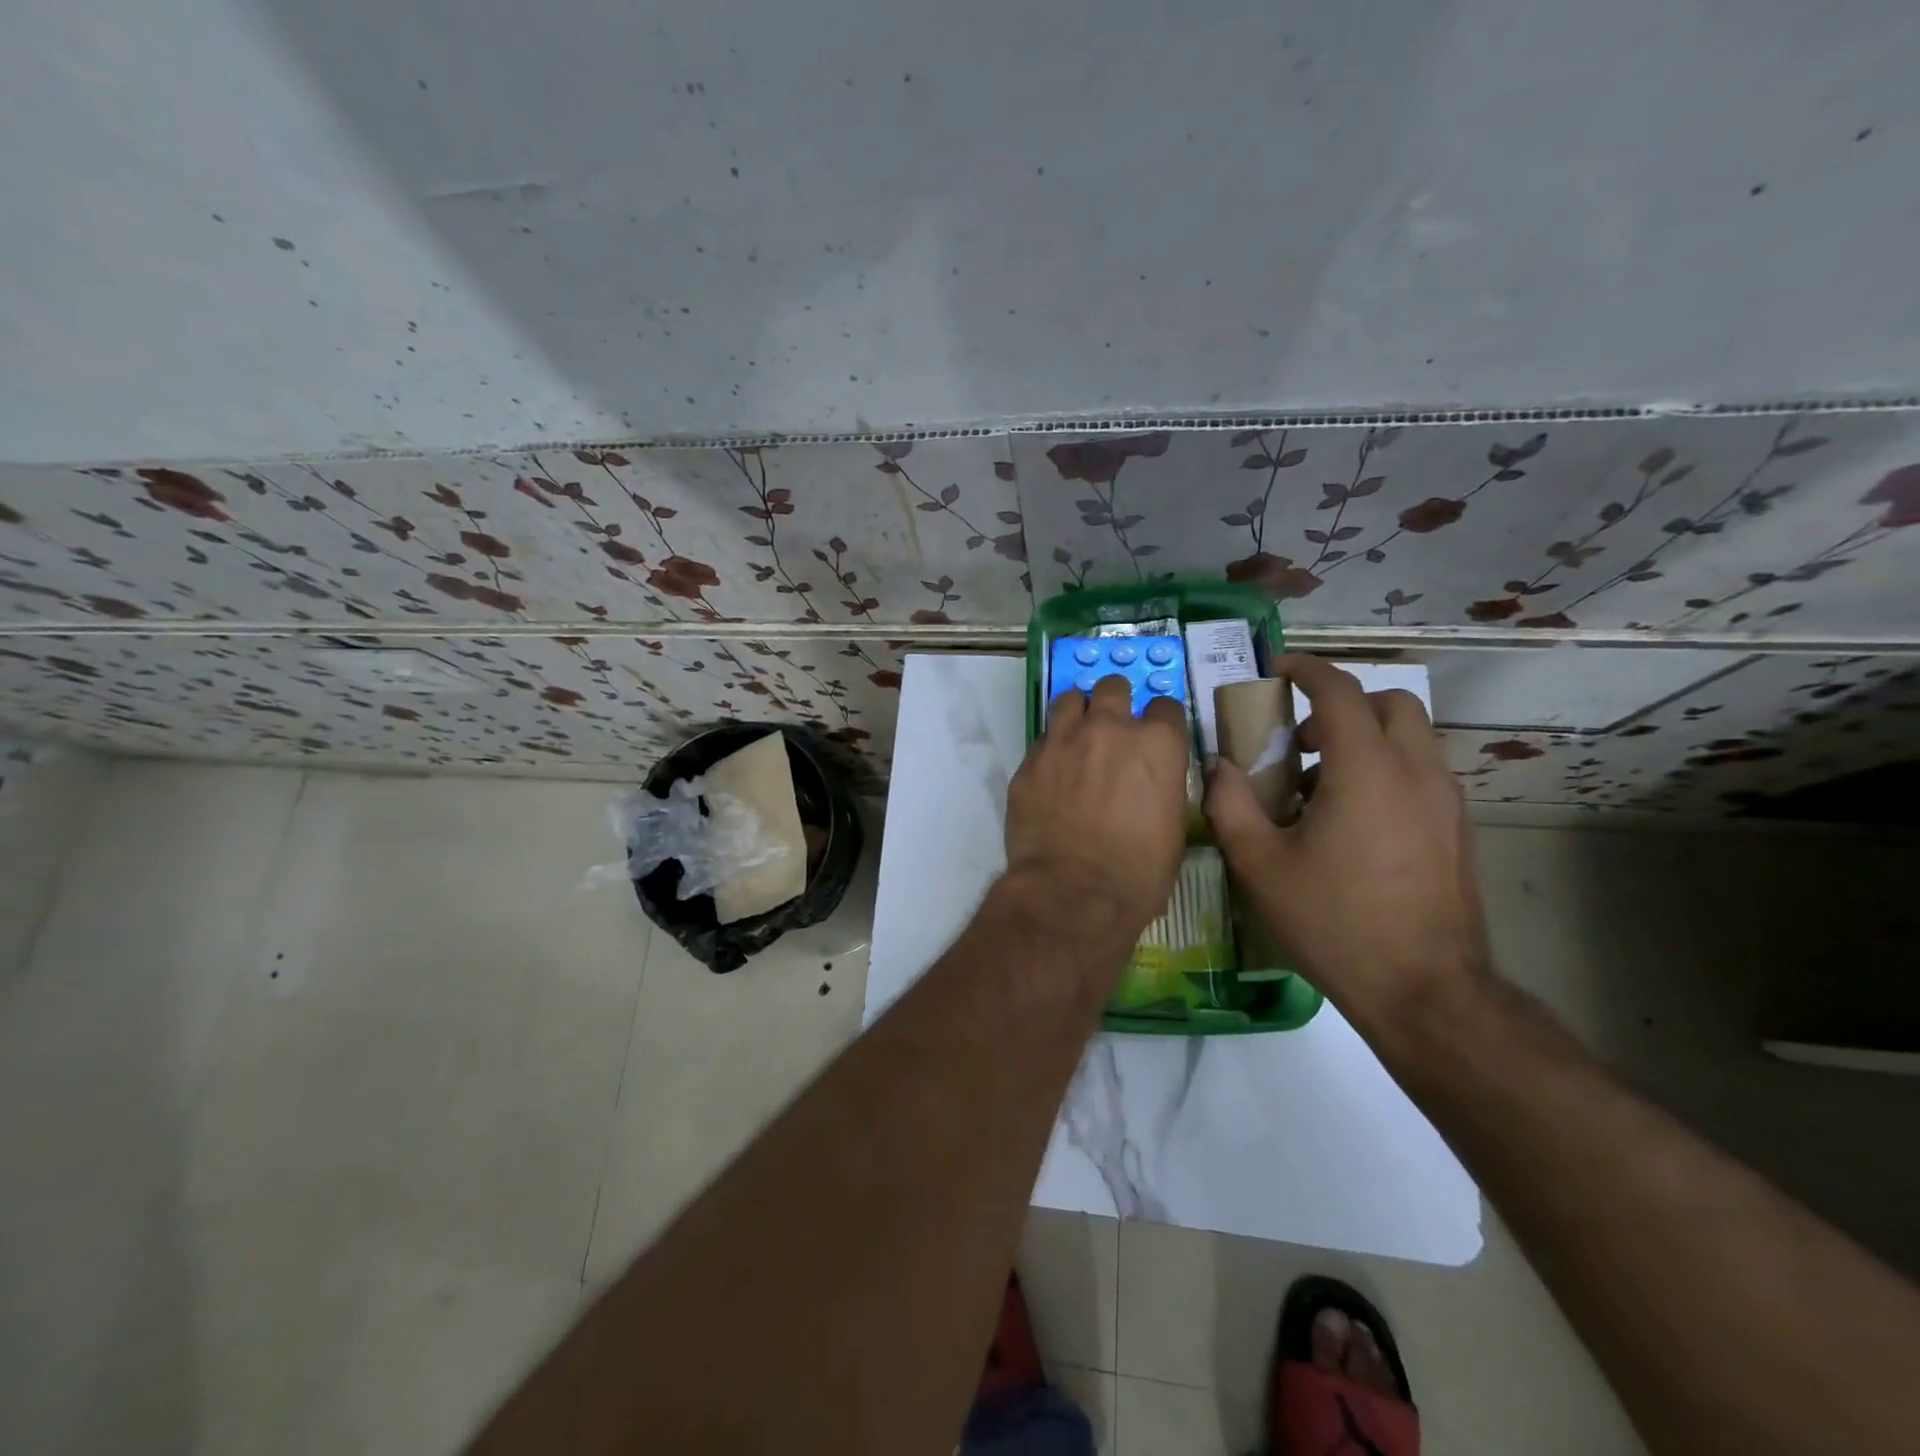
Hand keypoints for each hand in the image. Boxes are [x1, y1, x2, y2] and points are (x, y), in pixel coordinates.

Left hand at [1005, 674, 1190, 938]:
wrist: (1073, 892)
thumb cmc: (1138, 871)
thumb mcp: (1173, 827)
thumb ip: (1162, 787)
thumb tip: (1152, 782)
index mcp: (1156, 743)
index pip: (1166, 707)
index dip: (1161, 722)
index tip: (1156, 736)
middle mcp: (1109, 728)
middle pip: (1114, 688)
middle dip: (1116, 703)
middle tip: (1113, 728)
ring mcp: (1063, 740)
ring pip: (1070, 699)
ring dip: (1078, 712)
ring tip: (1078, 735)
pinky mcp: (1030, 761)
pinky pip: (1043, 739)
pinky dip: (1052, 748)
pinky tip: (1053, 772)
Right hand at [1203, 654, 1488, 1038]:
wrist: (1425, 990)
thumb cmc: (1334, 922)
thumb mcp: (1261, 865)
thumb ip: (1231, 804)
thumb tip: (1218, 766)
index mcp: (1366, 769)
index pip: (1340, 691)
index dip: (1307, 670)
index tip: (1278, 669)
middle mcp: (1416, 771)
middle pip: (1390, 703)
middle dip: (1343, 703)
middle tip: (1299, 735)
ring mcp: (1445, 801)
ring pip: (1412, 738)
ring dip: (1365, 738)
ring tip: (1318, 783)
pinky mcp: (1457, 830)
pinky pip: (1421, 773)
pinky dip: (1386, 769)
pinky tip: (1351, 821)